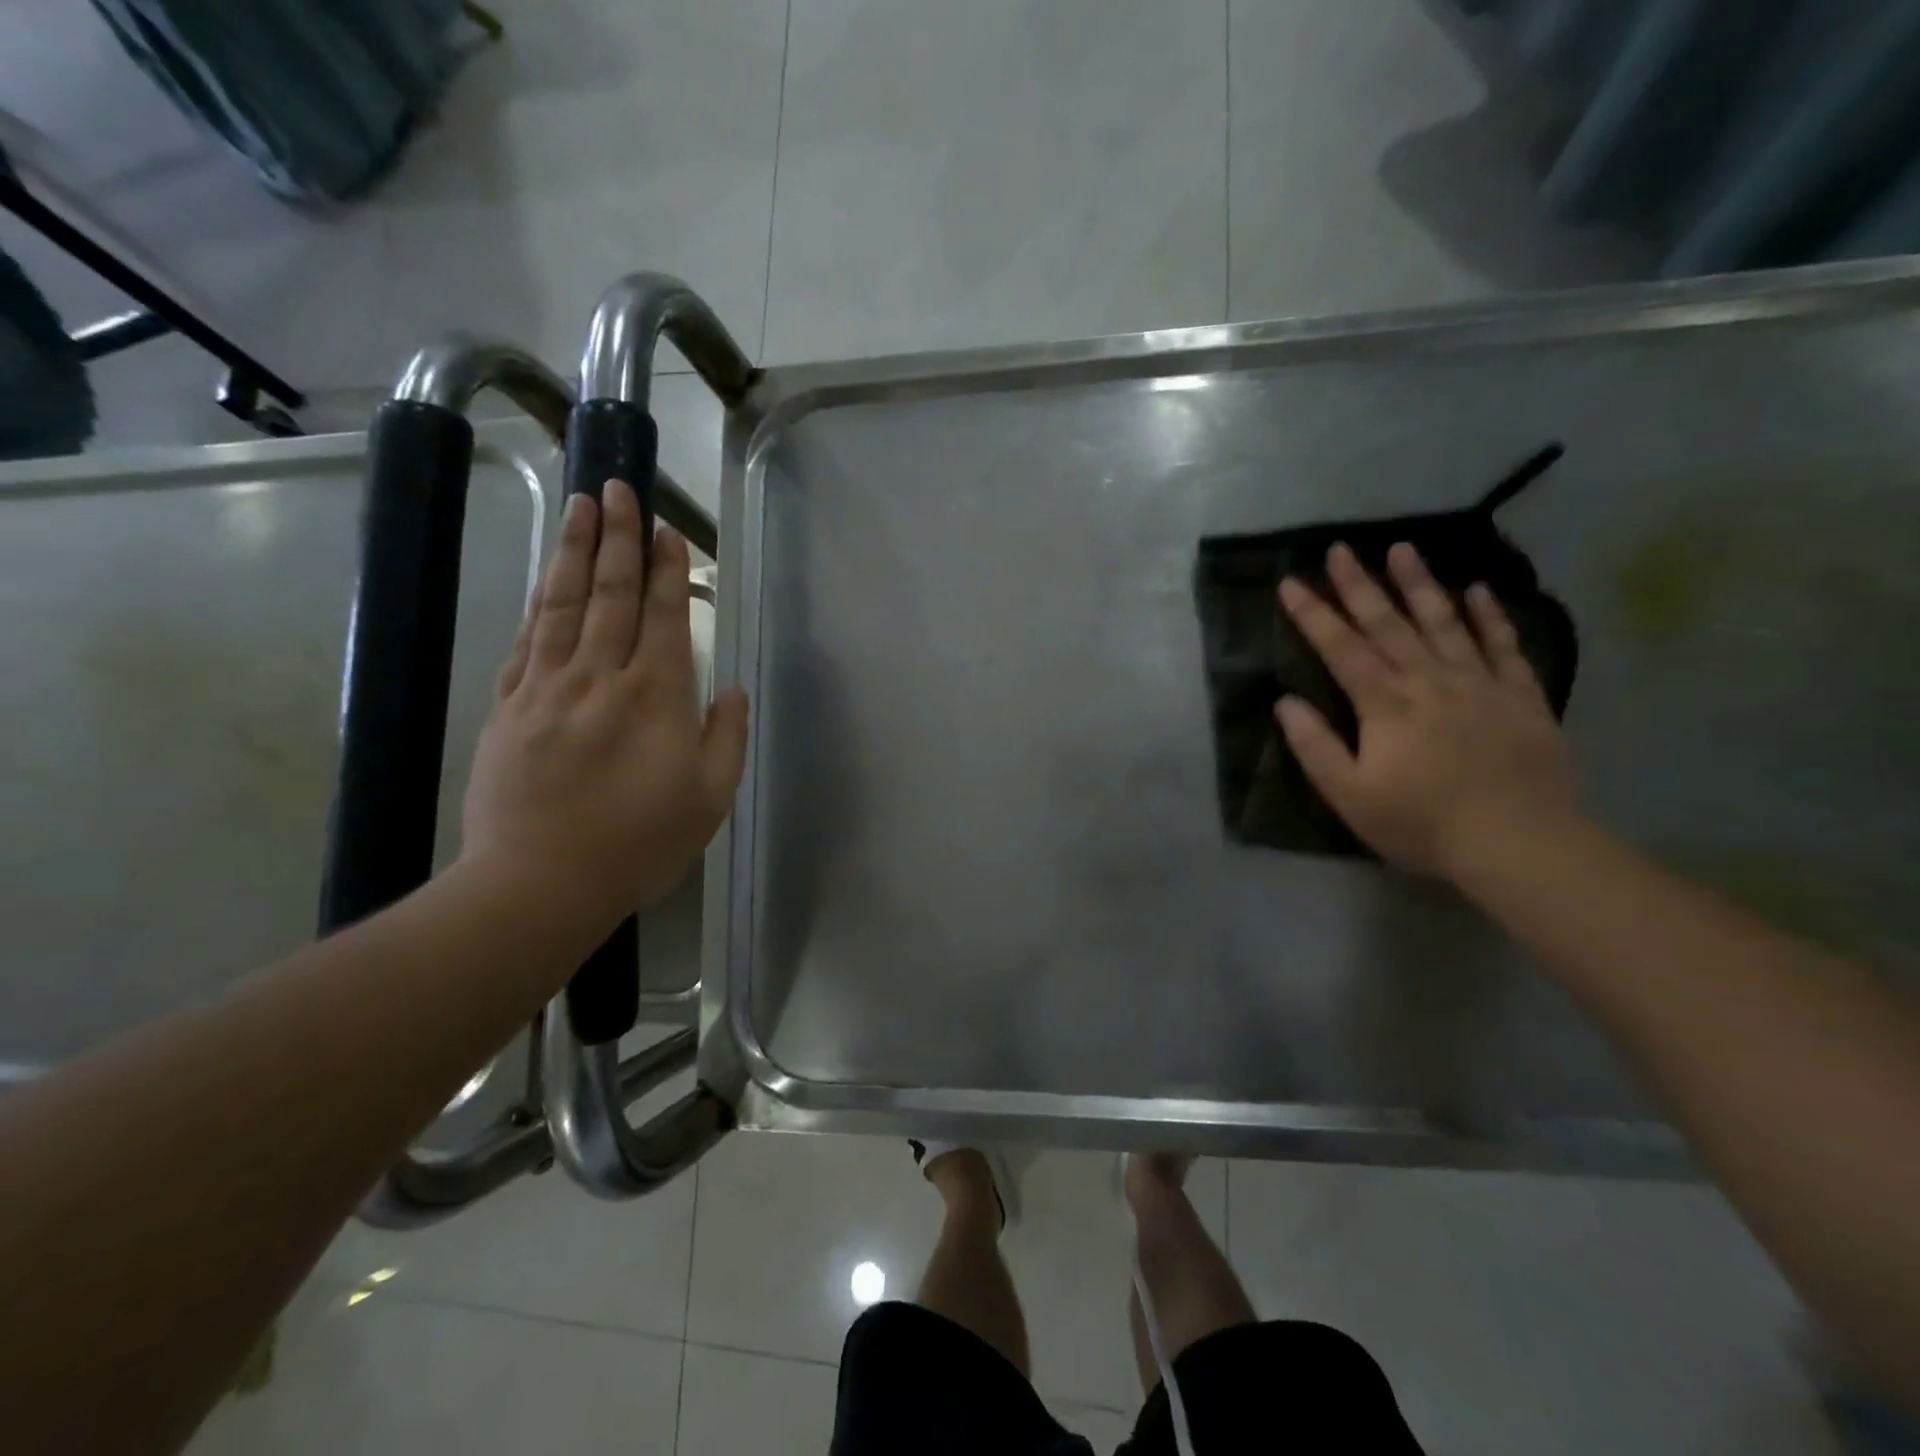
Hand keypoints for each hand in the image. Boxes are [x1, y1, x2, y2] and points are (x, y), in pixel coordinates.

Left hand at [461, 478, 748, 928]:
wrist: (539, 884)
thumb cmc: (639, 845)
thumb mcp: (709, 799)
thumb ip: (726, 738)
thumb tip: (731, 690)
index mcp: (655, 698)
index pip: (662, 616)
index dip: (665, 570)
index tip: (666, 531)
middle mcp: (600, 678)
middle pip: (610, 595)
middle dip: (618, 538)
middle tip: (619, 489)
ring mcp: (546, 688)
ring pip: (563, 606)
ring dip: (574, 552)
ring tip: (581, 508)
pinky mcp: (507, 708)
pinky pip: (526, 642)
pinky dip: (539, 604)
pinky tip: (545, 581)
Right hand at [1276, 542, 1576, 880]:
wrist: (1518, 843)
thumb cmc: (1422, 823)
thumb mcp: (1350, 795)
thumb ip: (1315, 746)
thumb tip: (1285, 702)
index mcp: (1384, 703)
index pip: (1340, 648)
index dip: (1312, 614)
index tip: (1290, 583)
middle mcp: (1428, 680)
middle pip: (1388, 623)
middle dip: (1359, 584)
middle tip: (1340, 548)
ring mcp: (1479, 683)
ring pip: (1444, 622)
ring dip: (1420, 583)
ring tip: (1403, 548)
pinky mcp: (1520, 696)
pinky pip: (1503, 645)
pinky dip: (1489, 616)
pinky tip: (1477, 590)